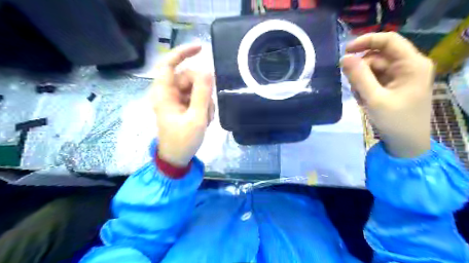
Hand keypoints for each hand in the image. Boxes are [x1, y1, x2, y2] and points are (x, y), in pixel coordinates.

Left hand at [150, 43, 212, 164]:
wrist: (177, 158)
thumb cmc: (183, 141)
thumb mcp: (196, 118)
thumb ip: (202, 93)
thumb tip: (208, 70)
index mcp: (164, 94)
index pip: (169, 64)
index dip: (183, 52)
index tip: (202, 48)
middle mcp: (168, 93)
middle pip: (188, 77)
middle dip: (202, 90)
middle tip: (208, 109)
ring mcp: (175, 100)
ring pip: (195, 88)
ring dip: (205, 101)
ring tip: (206, 119)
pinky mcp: (182, 106)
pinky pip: (195, 98)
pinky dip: (203, 106)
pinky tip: (205, 120)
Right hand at [341, 32, 435, 156]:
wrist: (406, 144)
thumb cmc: (394, 121)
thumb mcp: (374, 98)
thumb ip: (359, 76)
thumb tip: (344, 58)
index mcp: (411, 64)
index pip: (389, 40)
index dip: (366, 41)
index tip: (345, 52)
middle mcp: (408, 66)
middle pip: (378, 57)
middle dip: (361, 70)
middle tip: (353, 88)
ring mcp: (401, 77)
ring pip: (373, 69)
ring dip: (361, 81)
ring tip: (361, 99)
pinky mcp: (394, 86)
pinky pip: (375, 79)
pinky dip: (365, 88)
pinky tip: (364, 100)